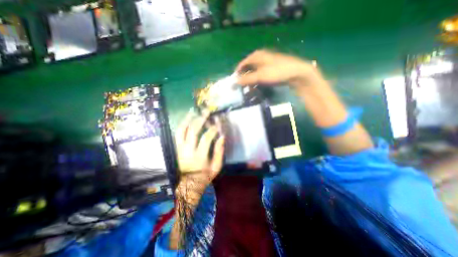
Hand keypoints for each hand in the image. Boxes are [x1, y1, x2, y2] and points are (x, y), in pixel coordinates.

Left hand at [174, 112, 224, 204]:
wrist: (189, 185)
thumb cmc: (205, 176)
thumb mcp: (216, 167)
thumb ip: (219, 152)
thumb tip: (222, 137)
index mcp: (199, 157)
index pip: (205, 139)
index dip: (212, 130)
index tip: (217, 125)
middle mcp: (187, 151)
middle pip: (192, 131)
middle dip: (200, 119)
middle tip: (206, 112)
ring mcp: (180, 149)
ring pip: (181, 131)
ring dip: (188, 119)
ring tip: (193, 111)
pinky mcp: (176, 149)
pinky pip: (177, 134)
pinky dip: (182, 125)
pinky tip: (186, 119)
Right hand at [236, 50, 324, 91]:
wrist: (297, 73)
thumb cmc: (277, 72)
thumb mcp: (260, 76)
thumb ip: (247, 79)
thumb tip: (235, 82)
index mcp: (256, 56)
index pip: (242, 64)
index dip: (237, 73)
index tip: (234, 82)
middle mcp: (261, 57)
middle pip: (248, 68)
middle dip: (244, 78)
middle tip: (241, 87)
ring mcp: (267, 63)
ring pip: (254, 72)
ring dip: (251, 81)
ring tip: (249, 89)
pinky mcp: (272, 69)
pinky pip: (260, 75)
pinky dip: (257, 81)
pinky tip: (257, 86)